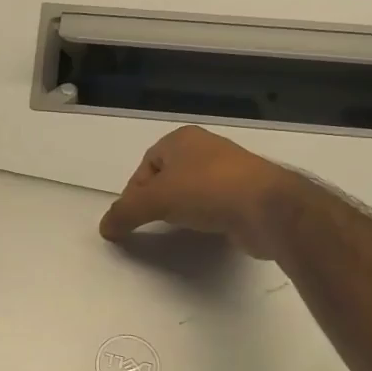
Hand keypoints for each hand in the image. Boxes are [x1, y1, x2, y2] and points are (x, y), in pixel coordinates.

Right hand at [99, 125, 294, 259]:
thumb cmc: (206, 191)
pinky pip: (214, 205)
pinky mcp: (247, 194)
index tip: (133, 216)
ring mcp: (230, 170)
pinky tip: (205, 231)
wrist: (267, 208)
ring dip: (182, 209)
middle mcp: (206, 148)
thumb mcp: (154, 201)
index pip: (146, 165)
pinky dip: (205, 217)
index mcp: (182, 139)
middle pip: (168, 178)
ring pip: (192, 191)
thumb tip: (104, 227)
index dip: (135, 192)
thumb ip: (125, 213)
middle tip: (153, 223)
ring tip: (179, 228)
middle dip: (158, 200)